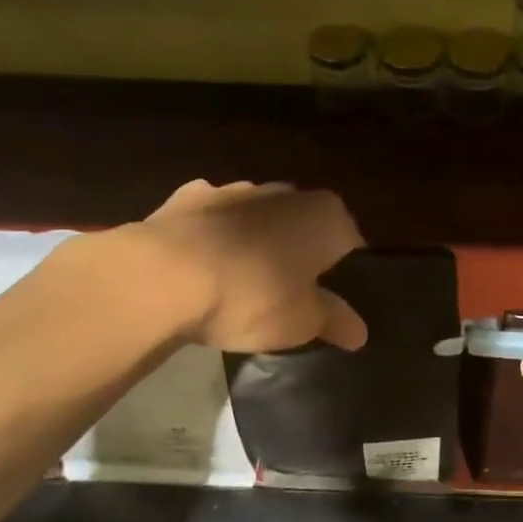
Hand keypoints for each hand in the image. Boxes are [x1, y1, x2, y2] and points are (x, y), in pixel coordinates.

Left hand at [134, 179, 367, 353]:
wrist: (162, 277)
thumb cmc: (252, 296)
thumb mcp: (303, 322)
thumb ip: (334, 321)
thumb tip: (360, 331)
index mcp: (325, 216)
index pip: (351, 244)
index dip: (344, 275)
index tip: (331, 304)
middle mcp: (285, 193)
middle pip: (303, 227)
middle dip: (300, 255)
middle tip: (290, 297)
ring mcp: (234, 190)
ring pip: (257, 221)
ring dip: (255, 245)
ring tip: (241, 288)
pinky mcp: (187, 198)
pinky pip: (213, 222)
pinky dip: (213, 240)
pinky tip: (202, 271)